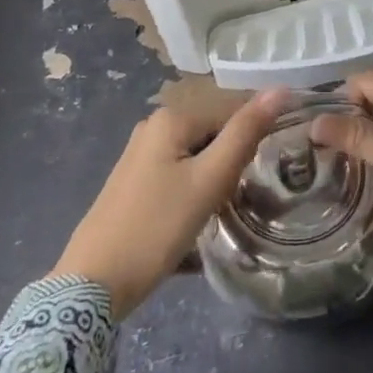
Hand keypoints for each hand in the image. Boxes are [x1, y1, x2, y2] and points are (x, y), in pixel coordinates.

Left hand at [53, 89, 284, 318]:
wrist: (93, 283)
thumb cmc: (157, 228)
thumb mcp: (209, 180)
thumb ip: (245, 133)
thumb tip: (280, 89)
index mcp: (171, 117)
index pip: (231, 114)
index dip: (248, 145)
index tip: (250, 179)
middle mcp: (152, 126)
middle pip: (212, 135)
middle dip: (228, 164)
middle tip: (231, 200)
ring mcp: (139, 154)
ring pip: (197, 156)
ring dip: (212, 181)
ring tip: (214, 213)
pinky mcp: (133, 181)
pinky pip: (178, 173)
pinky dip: (192, 191)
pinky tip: (191, 221)